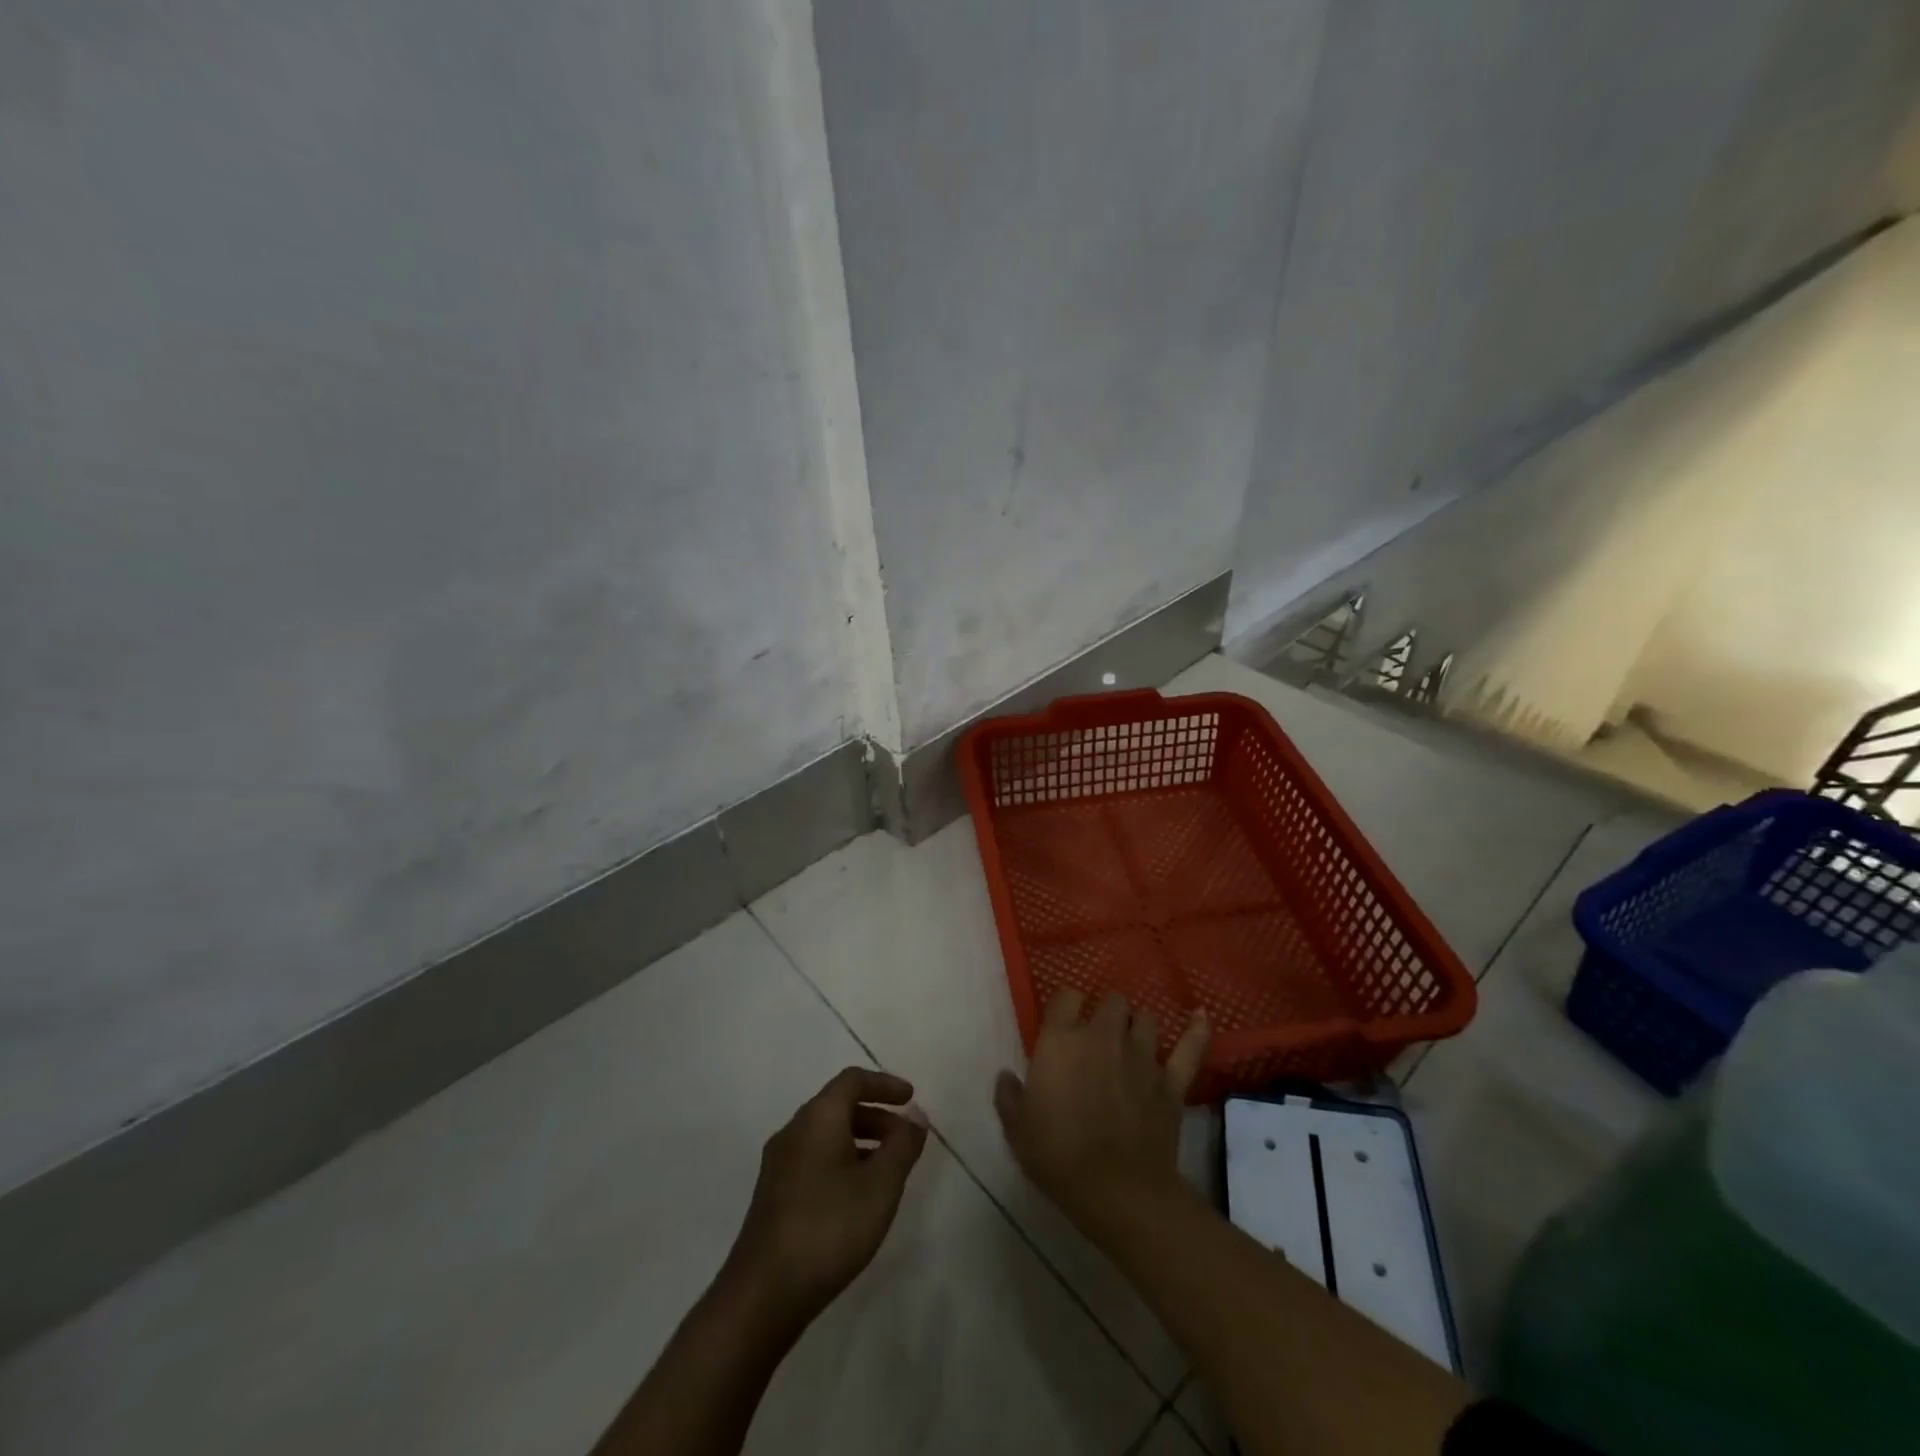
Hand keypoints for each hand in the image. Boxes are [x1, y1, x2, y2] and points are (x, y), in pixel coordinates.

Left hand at [723, 1068, 927, 1326]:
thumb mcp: (880, 1186)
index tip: (911, 1099)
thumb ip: (902, 1146)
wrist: (763, 1294)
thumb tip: (915, 1118)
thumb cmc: (829, 1228)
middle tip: (905, 1138)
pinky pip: (815, 1159)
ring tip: (888, 1170)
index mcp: (817, 1118)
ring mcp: (779, 1164)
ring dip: (860, 1141)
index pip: (852, 1080)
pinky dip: (843, 1161)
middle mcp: (794, 1131)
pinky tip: (858, 1197)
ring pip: (826, 1135)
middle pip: (838, 1106)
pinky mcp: (774, 1195)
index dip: (885, 1084)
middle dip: (876, 1115)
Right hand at [993, 991, 1207, 1236]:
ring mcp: (1142, 1056)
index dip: (1065, 1005)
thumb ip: (1009, 1096)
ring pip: (1147, 1018)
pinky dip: (1196, 1031)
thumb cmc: (1058, 1154)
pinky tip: (1201, 1017)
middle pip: (1112, 1001)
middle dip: (1106, 1013)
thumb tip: (1005, 1076)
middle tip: (1098, 1036)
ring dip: (1138, 1026)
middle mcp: (1103, 1035)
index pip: (1066, 996)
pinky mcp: (1170, 1081)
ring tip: (1132, 1041)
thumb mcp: (1017, 1128)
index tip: (1062, 1022)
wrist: (1116, 1189)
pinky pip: (1189, 1047)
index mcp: (1062, 1040)